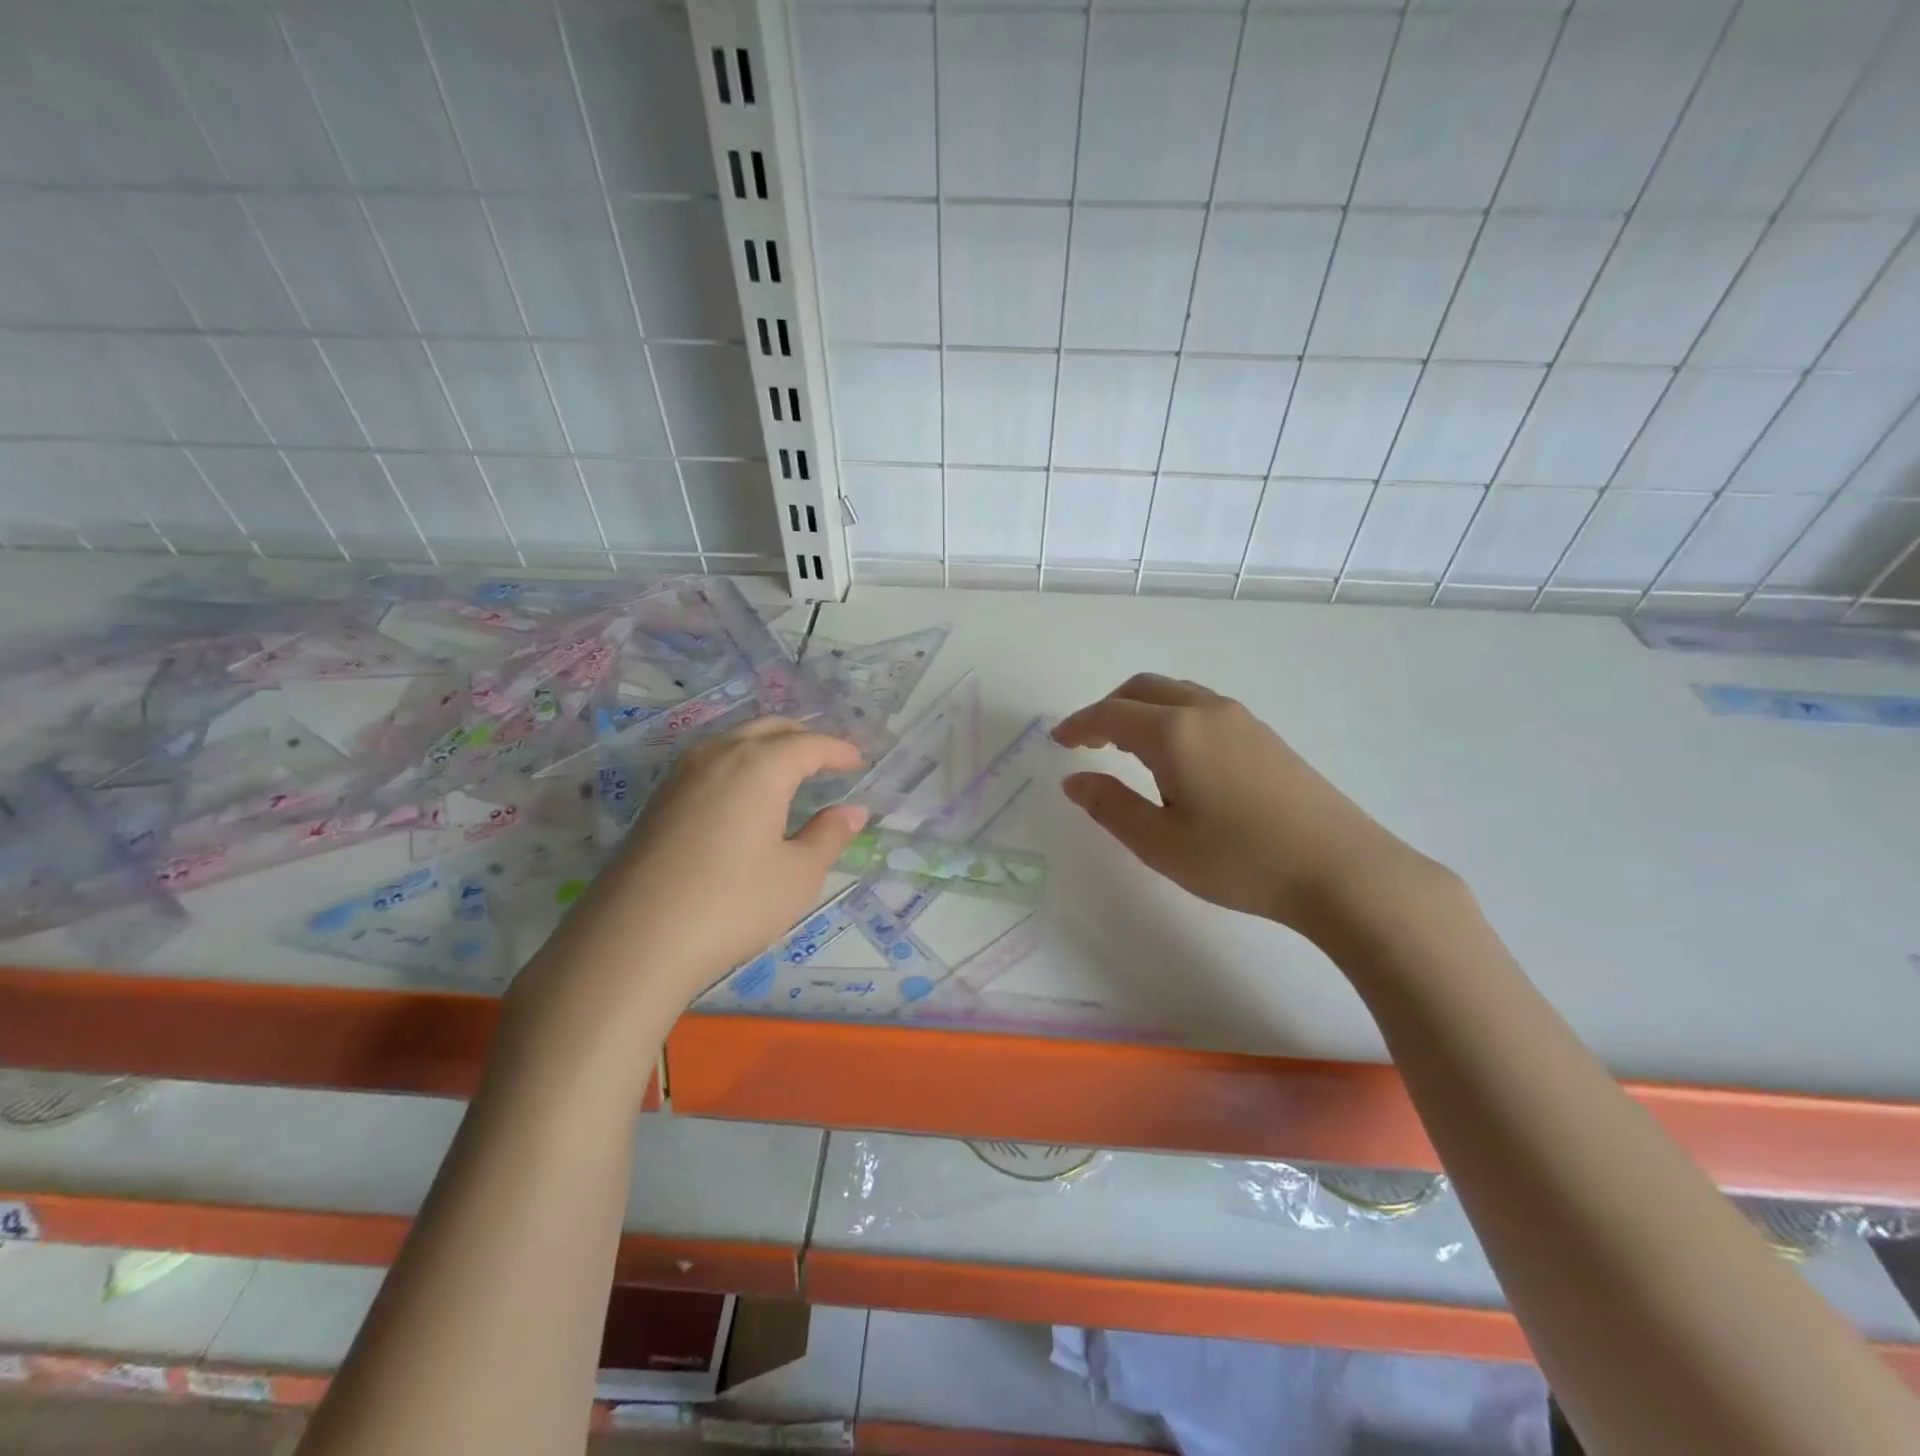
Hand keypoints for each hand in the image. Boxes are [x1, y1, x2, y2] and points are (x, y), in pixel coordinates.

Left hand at [523, 718, 868, 1018]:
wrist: (634, 941)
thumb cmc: (733, 904)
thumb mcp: (798, 875)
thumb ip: (829, 836)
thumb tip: (852, 810)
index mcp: (760, 766)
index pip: (808, 743)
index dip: (837, 750)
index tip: (858, 761)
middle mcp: (719, 756)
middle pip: (768, 728)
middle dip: (802, 737)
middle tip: (827, 759)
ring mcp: (682, 775)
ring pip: (733, 740)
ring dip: (767, 745)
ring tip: (788, 770)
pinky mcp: (659, 800)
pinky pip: (710, 761)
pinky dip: (738, 762)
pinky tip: (743, 794)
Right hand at [1052, 674, 1441, 939]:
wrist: (1343, 870)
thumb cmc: (1241, 861)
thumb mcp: (1161, 844)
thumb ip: (1111, 807)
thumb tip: (1074, 781)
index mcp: (1174, 733)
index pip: (1111, 714)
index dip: (1079, 725)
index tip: (1057, 742)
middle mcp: (1206, 711)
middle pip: (1143, 688)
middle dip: (1108, 708)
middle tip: (1088, 741)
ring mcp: (1241, 719)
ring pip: (1176, 693)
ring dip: (1142, 710)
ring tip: (1127, 748)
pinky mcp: (1265, 735)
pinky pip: (1202, 707)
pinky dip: (1171, 717)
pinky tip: (1177, 758)